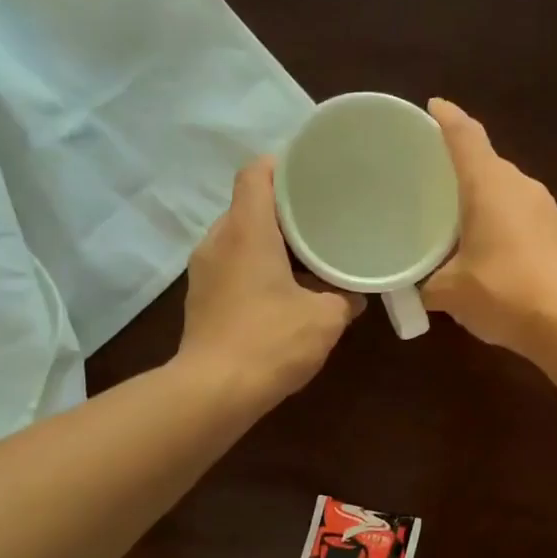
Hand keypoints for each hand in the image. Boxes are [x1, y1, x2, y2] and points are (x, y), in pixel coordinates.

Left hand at [179, 157, 363, 400]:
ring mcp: (203, 271)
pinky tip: (283, 290)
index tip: (313, 173)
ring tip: (306, 256)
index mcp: (246, 230)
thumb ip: (345, 298)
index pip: (256, 173)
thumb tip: (355, 295)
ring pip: (239, 238)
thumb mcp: (325, 319)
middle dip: (284, 210)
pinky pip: (231, 266)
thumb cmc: (271, 342)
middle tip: (322, 217)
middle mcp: (218, 241)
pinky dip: (256, 267)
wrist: (213, 392)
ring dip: (270, 242)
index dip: (283, 165)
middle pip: (248, 205)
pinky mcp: (200, 298)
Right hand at [423, 99, 556, 356]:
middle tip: (430, 179)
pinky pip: (521, 216)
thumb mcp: (450, 292)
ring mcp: (546, 210)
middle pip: (487, 163)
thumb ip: (425, 285)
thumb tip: (414, 289)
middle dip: (460, 166)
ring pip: (506, 191)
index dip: (446, 118)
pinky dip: (501, 222)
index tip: (432, 107)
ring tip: (455, 218)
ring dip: (482, 199)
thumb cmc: (503, 292)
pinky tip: (487, 249)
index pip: (465, 136)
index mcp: (489, 184)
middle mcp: (520, 186)